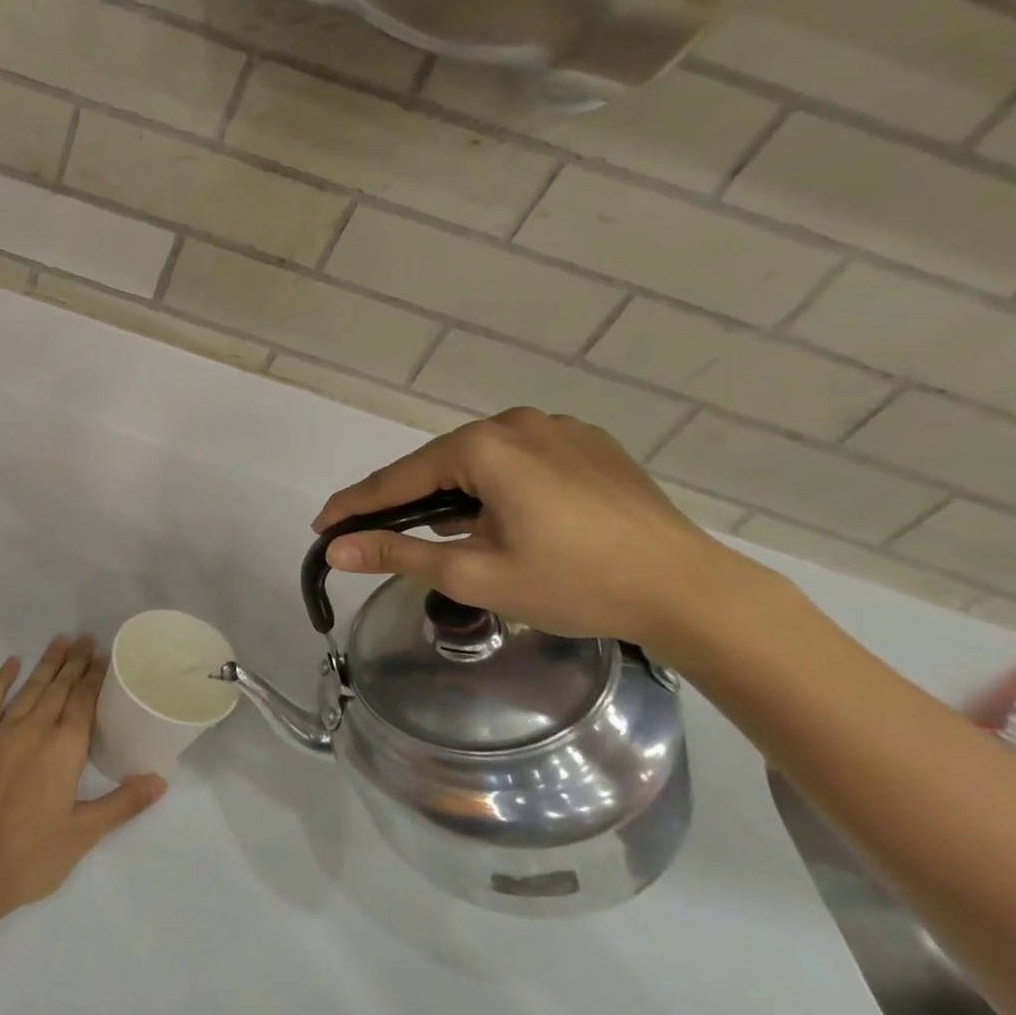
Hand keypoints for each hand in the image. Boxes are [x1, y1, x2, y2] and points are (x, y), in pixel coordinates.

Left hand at [0, 636, 165, 918]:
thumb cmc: (31, 856)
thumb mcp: (84, 834)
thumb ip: (122, 803)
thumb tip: (160, 780)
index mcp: (64, 748)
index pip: (84, 701)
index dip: (95, 676)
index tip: (104, 655)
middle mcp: (35, 729)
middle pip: (59, 688)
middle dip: (75, 663)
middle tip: (87, 638)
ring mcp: (1, 732)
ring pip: (30, 688)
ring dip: (47, 664)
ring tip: (60, 641)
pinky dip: (1, 679)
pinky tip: (11, 663)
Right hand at [314, 408, 771, 653]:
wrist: (694, 592)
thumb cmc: (576, 584)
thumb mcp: (476, 574)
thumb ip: (398, 553)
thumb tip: (335, 549)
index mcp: (484, 447)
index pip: (398, 479)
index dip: (355, 506)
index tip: (321, 527)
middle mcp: (516, 422)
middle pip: (438, 464)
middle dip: (406, 500)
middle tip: (378, 535)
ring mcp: (558, 428)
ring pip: (480, 460)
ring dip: (454, 493)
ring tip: (445, 532)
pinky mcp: (590, 443)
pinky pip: (520, 458)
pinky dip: (497, 484)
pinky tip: (505, 517)